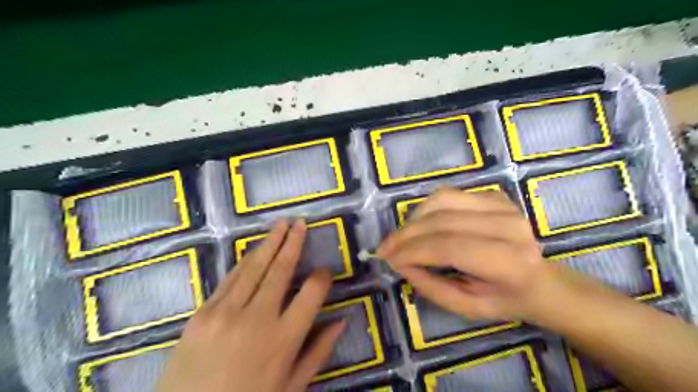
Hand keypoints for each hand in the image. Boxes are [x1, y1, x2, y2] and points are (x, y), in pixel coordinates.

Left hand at [156, 220, 343, 390]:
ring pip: (254, 268)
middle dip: (293, 243)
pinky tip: (254, 250)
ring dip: (270, 243)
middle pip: (281, 270)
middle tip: (301, 223)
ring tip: (281, 224)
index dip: (322, 277)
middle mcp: (257, 318)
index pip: (311, 293)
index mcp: (283, 339)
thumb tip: (342, 320)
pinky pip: (229, 279)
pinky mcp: (202, 313)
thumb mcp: (291, 387)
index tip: (325, 271)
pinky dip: (245, 262)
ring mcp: (225, 313)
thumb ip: (318, 351)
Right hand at [379, 188, 553, 322]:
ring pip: (441, 200)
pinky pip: (448, 195)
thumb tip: (399, 261)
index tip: (388, 258)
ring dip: (414, 218)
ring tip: (402, 237)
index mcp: (508, 261)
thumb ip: (430, 286)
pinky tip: (421, 225)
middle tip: (386, 248)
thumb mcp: (466, 308)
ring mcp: (502, 205)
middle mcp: (508, 226)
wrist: (540, 280)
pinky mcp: (493, 195)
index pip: (449, 247)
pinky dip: (427, 209)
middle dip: (406, 235)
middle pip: (441, 221)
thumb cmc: (503, 300)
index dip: (413, 251)